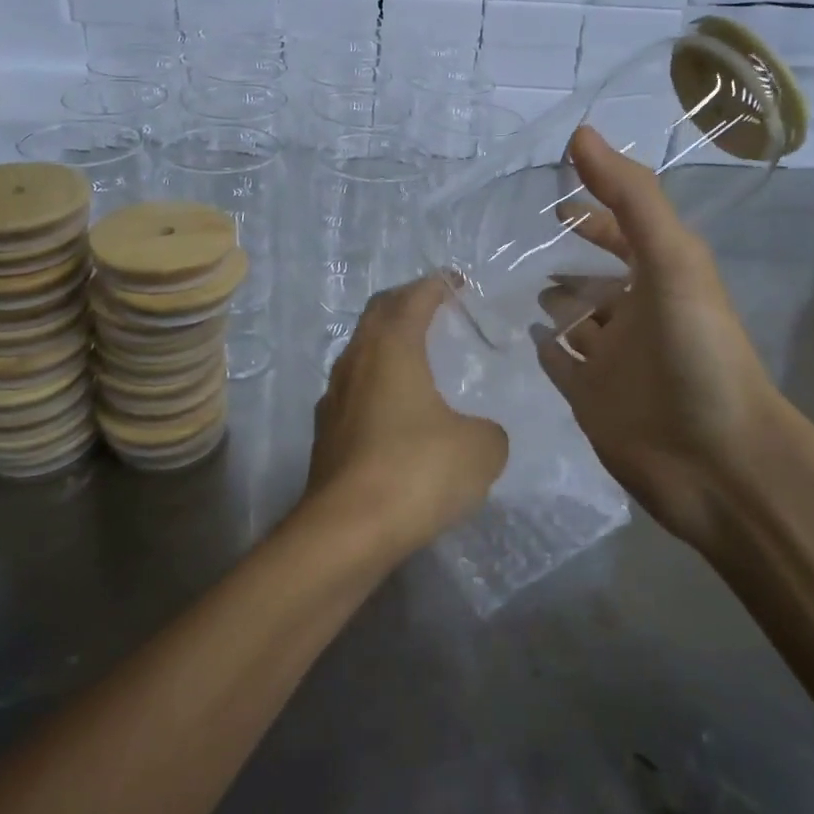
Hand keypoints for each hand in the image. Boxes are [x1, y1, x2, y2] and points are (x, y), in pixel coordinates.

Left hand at [304, 275, 509, 555]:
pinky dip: (377, 382)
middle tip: (433, 306)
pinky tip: (396, 409)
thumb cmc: (416, 472)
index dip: (436, 285)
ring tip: (416, 354)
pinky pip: (355, 389)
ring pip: (361, 352)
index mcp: (392, 348)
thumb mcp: (479, 450)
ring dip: (387, 343)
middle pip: (377, 315)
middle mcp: (356, 362)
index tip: (456, 281)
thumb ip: (487, 431)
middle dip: (405, 303)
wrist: (347, 531)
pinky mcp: (326, 433)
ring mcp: (334, 397)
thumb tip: (476, 433)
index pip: (413, 299)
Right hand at [533, 128, 796, 554]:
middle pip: (596, 276)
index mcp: (662, 278)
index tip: (549, 196)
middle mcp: (637, 315)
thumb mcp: (673, 259)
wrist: (715, 461)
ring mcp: (613, 360)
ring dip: (551, 301)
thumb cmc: (697, 350)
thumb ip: (630, 196)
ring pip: (575, 320)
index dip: (594, 209)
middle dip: (564, 257)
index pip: (624, 232)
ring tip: (503, 280)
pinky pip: (561, 365)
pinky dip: (543, 347)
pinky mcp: (591, 400)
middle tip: (510, 240)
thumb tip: (580, 132)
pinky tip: (516, 331)